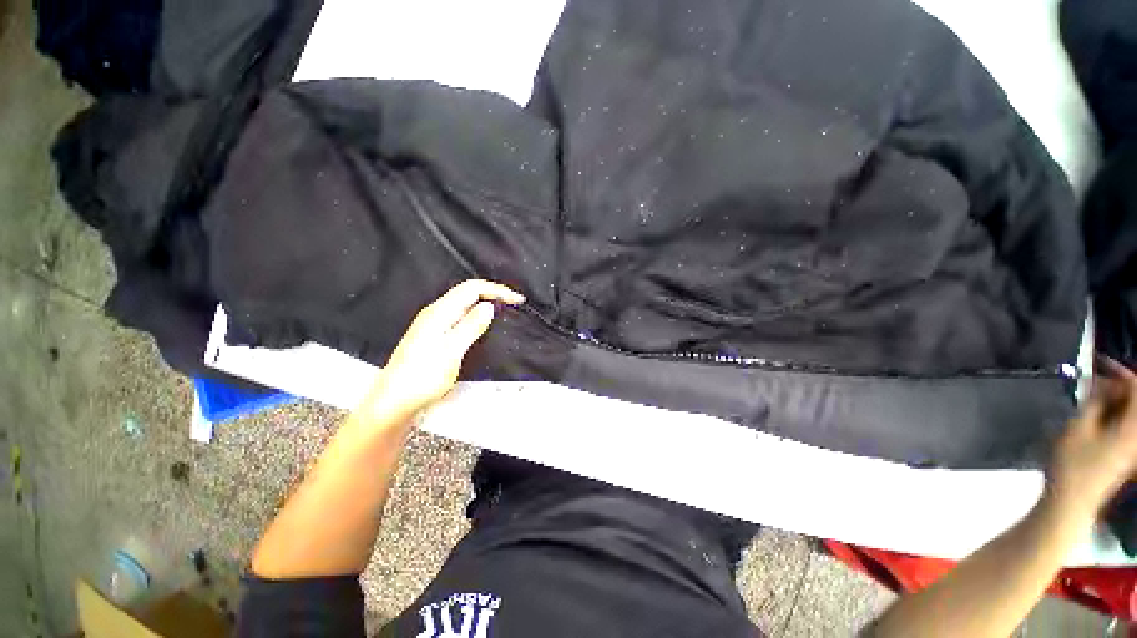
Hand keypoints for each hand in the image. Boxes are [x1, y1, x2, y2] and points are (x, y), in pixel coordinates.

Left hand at [363, 279, 524, 421]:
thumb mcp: (452, 351)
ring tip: (503, 312)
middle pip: (468, 293)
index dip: (496, 290)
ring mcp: (433, 325)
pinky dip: (476, 316)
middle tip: (513, 304)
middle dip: (492, 293)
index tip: (516, 299)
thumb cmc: (421, 378)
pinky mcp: (434, 336)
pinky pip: (460, 317)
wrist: (394, 402)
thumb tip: (488, 306)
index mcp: (440, 313)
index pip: (472, 288)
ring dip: (485, 304)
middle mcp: (435, 314)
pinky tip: (482, 325)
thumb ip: (471, 326)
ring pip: (464, 305)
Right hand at [1045, 358, 1136, 520]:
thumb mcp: (1078, 427)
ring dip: (1113, 401)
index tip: (1099, 363)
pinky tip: (1095, 415)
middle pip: (1135, 401)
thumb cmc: (1073, 463)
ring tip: (1090, 398)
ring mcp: (1133, 446)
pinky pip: (1125, 425)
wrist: (1072, 500)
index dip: (1121, 372)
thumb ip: (1093, 401)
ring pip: (1129, 413)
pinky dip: (1113, 414)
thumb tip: (1100, 381)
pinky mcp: (1125, 453)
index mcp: (1133, 427)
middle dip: (1116, 387)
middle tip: (1090, 383)